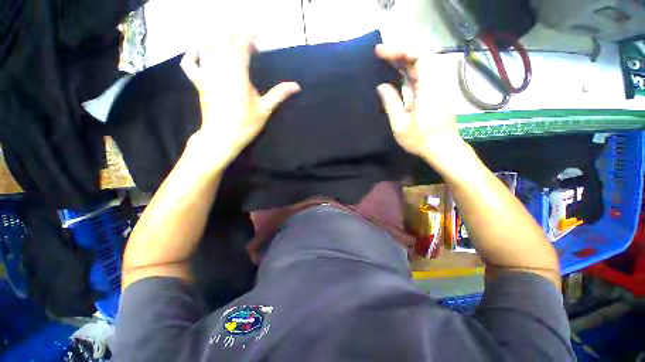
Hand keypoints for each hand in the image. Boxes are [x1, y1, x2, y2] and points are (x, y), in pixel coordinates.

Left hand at [181, 33, 299, 169]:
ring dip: (218, 39)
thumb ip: (279, 94)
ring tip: (230, 44)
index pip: (240, 44)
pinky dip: (193, 53)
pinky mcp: (198, 82)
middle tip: (248, 43)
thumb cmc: (245, 124)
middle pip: (223, 40)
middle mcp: (219, 69)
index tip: (259, 38)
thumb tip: (296, 86)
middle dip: (236, 35)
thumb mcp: (265, 109)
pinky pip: (189, 63)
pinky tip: (201, 51)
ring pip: (207, 46)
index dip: (249, 36)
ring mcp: (206, 74)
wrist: (222, 137)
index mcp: (237, 74)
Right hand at [375, 45, 466, 170]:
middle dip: (399, 53)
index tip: (380, 52)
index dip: (399, 51)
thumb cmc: (421, 140)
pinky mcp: (434, 94)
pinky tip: (397, 74)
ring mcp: (436, 88)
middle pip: (420, 57)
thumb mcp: (400, 125)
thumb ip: (391, 103)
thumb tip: (382, 86)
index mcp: (428, 89)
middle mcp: (435, 83)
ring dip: (403, 61)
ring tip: (386, 61)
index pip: (418, 57)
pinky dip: (408, 71)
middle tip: (380, 55)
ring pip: (421, 66)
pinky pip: (421, 76)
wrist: (443, 149)